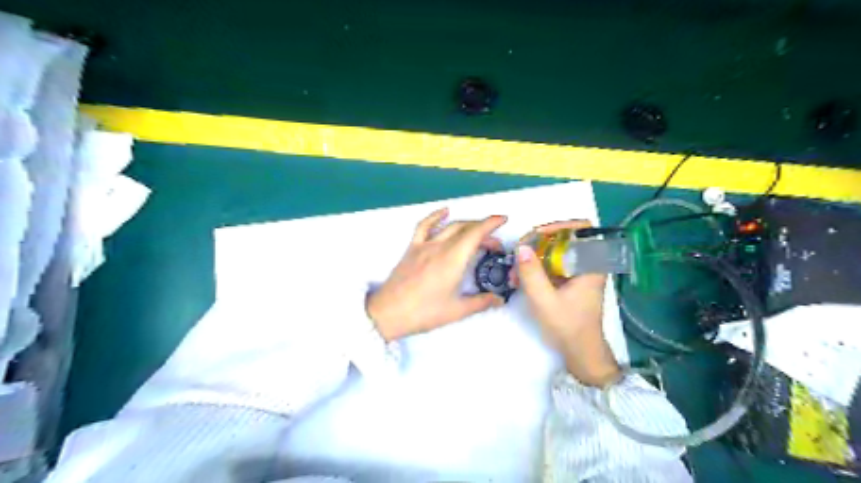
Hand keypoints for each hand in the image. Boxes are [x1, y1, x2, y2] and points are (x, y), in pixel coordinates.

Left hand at [365, 209, 505, 341]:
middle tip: (494, 245)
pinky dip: (436, 216)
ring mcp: (424, 245)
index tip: (503, 219)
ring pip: (449, 226)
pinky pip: (424, 226)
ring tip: (477, 232)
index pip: (475, 233)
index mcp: (453, 259)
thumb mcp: (457, 310)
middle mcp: (440, 246)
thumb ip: (481, 302)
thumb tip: (500, 299)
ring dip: (466, 225)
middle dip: (484, 231)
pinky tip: (444, 211)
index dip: (491, 223)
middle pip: (465, 229)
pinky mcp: (412, 248)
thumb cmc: (424, 313)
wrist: (388, 313)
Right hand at [516, 220, 619, 386]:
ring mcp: (578, 272)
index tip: (537, 234)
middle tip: (519, 252)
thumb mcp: (544, 300)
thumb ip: (532, 274)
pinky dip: (537, 268)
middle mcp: (588, 264)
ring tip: (516, 271)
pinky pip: (552, 264)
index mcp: (591, 265)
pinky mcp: (570, 281)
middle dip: (538, 243)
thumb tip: (521, 247)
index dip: (560, 225)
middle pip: (564, 239)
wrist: (580, 351)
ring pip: (555, 252)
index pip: (582, 229)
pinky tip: (521, 279)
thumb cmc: (568, 326)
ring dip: (534, 257)